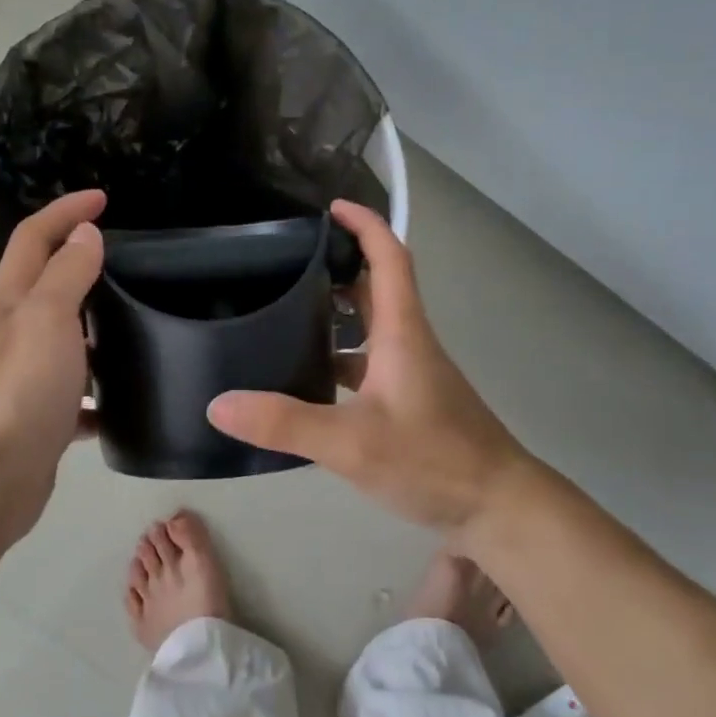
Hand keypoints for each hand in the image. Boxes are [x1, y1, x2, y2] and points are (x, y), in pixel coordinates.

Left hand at [0, 191, 105, 545]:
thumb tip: (85, 235)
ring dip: (93, 325)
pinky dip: (97, 389)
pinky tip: (125, 399)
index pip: (34, 237)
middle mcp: (12, 333)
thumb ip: (67, 275)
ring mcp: (24, 377)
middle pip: (46, 283)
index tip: (104, 198)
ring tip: (139, 323)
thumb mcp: (46, 320)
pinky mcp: (40, 417)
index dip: (65, 211)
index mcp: (11, 302)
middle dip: (80, 261)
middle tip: (128, 259)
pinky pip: (75, 392)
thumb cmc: (19, 393)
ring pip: (64, 338)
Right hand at [208, 200, 537, 532]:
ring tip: (285, 319)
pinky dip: (342, 362)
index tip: (328, 209)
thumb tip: (219, 404)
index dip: (364, 225)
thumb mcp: (351, 443)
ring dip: (337, 317)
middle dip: (338, 268)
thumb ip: (285, 423)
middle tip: (287, 266)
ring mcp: (414, 376)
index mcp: (402, 333)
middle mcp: (410, 345)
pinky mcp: (412, 405)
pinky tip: (310, 385)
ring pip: (373, 331)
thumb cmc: (434, 461)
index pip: (390, 258)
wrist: (497, 507)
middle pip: (376, 290)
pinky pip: (371, 367)